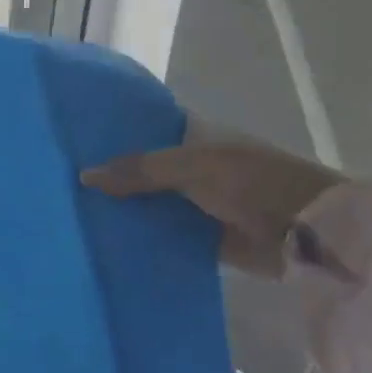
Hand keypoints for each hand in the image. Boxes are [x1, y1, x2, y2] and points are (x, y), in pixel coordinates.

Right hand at [82, 131, 345, 276]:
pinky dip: (142, 239)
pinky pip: (165, 236)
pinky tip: (107, 243)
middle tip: (63, 180)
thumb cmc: (253, 183)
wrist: (308, 234)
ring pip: (152, 204)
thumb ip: (140, 171)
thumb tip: (83, 175)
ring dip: (124, 209)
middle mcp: (194, 168)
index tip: (75, 138)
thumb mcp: (192, 167)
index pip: (148, 129)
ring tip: (75, 214)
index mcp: (196, 138)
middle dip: (112, 176)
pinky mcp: (203, 239)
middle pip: (144, 170)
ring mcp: (199, 204)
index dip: (116, 132)